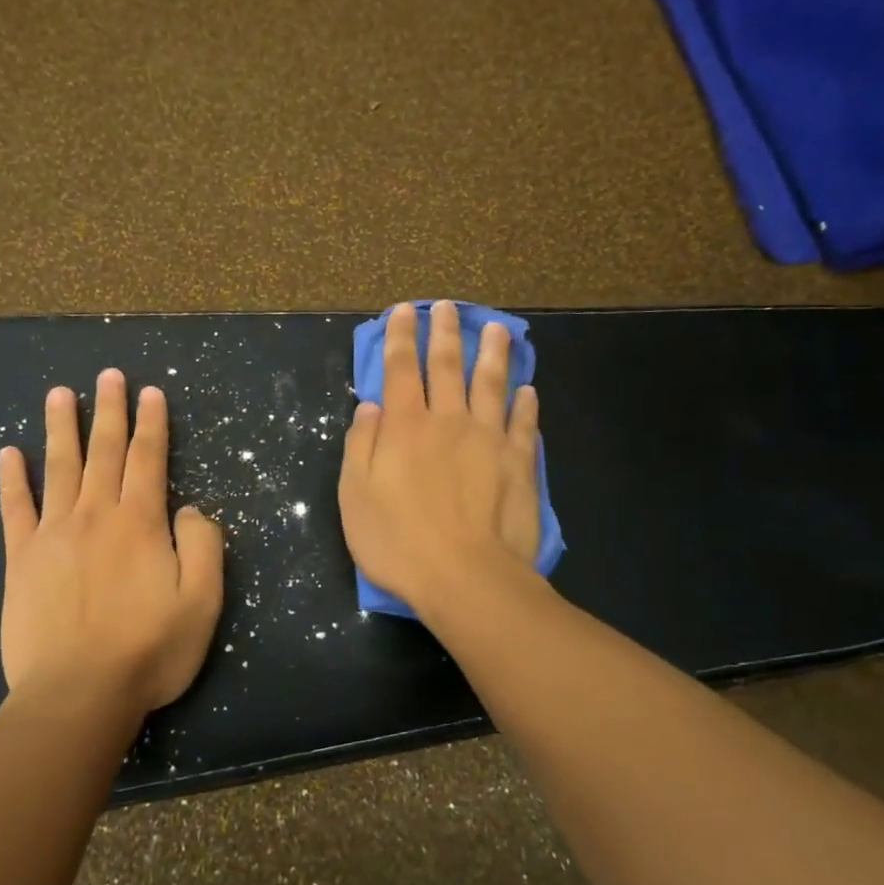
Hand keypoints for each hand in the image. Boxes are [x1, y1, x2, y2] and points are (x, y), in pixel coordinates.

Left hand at [0, 369, 224, 718]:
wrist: (77, 695)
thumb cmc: (148, 651)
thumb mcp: (202, 602)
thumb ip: (204, 546)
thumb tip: (189, 508)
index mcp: (140, 523)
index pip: (148, 459)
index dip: (152, 423)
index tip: (150, 392)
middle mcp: (96, 515)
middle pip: (104, 451)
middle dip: (109, 410)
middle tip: (108, 374)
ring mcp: (53, 534)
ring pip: (59, 467)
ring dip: (61, 427)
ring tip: (60, 393)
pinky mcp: (21, 559)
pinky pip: (15, 508)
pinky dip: (12, 478)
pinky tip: (9, 452)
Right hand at [338, 301, 542, 615]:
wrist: (466, 578)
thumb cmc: (399, 541)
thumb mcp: (356, 495)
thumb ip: (362, 445)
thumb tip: (370, 405)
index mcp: (405, 427)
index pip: (401, 369)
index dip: (401, 337)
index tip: (404, 311)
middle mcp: (448, 421)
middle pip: (447, 366)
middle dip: (445, 332)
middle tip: (448, 306)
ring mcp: (489, 439)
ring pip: (491, 384)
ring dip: (493, 354)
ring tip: (497, 329)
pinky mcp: (518, 463)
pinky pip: (523, 424)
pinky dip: (525, 403)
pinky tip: (527, 390)